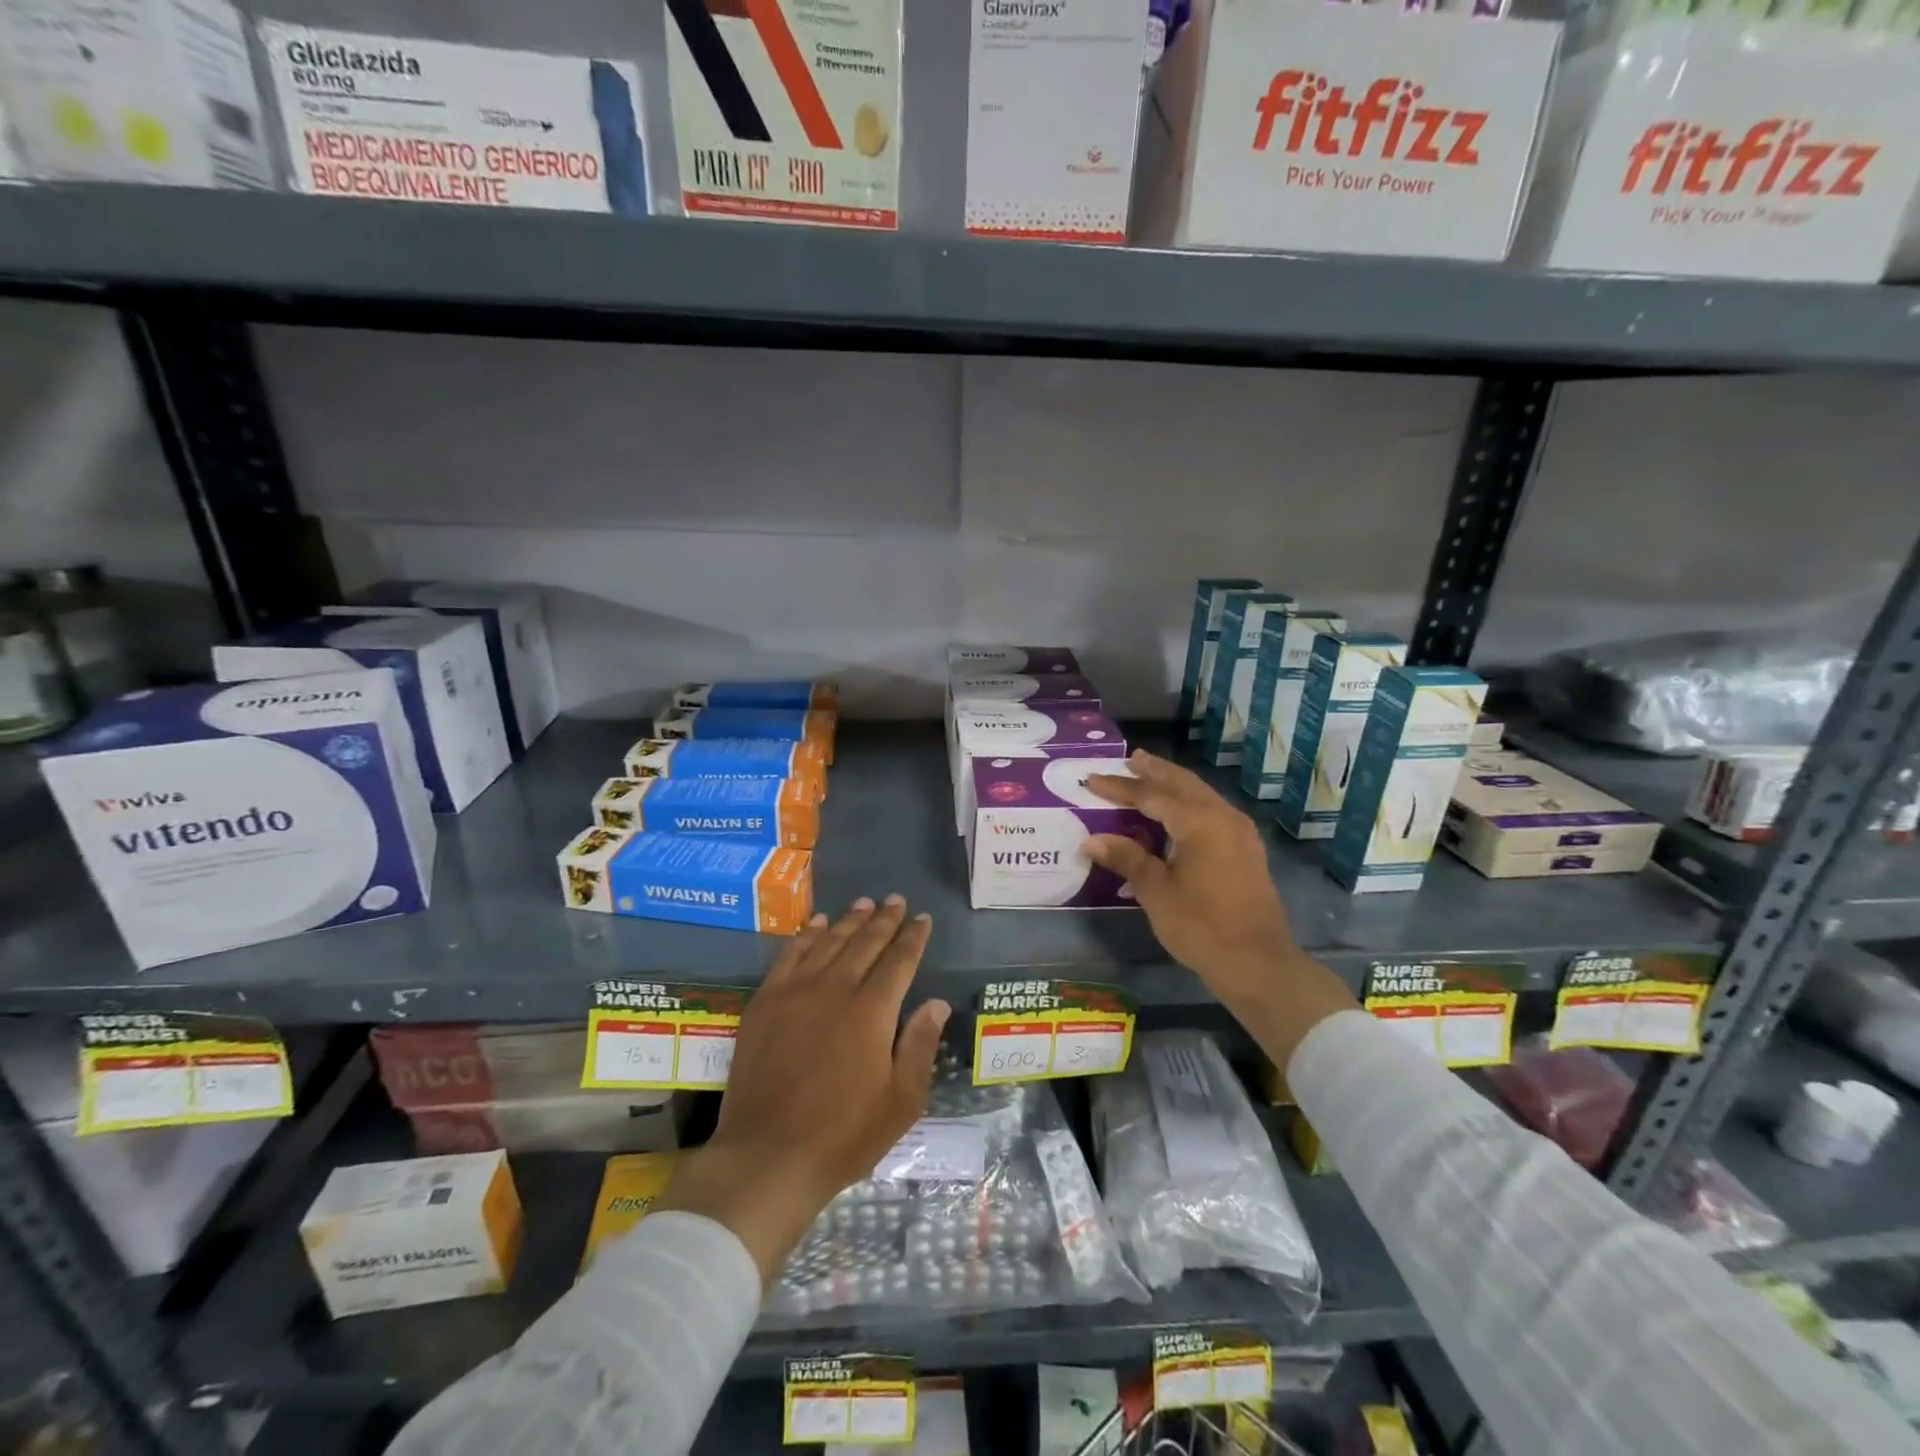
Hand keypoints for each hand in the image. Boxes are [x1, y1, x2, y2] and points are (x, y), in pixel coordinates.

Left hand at [654, 896, 950, 1282]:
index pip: (899, 961)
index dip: (913, 938)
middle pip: (865, 943)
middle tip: (897, 900)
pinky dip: (806, 935)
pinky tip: (816, 924)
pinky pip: (789, 955)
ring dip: (849, 920)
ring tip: (864, 903)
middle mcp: (835, 989)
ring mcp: (796, 992)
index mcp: (872, 1012)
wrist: (767, 1157)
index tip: (922, 919)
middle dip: (885, 920)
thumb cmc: (843, 1135)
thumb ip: (919, 1045)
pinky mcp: (765, 1002)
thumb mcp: (900, 1101)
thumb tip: (936, 1003)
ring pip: (829, 942)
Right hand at [1084, 751, 1357, 1067]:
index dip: (1119, 787)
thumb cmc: (1201, 925)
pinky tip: (1178, 812)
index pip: (1150, 794)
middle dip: (1154, 771)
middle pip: (1182, 783)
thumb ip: (1127, 858)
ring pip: (1200, 794)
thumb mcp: (1156, 891)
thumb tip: (1092, 840)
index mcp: (1199, 821)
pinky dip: (1189, 802)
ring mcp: (1239, 832)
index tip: (1091, 779)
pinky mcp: (1246, 849)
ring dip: (1174, 784)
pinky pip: (1212, 811)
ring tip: (1150, 776)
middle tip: (1130, 759)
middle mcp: (1222, 816)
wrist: (1257, 962)